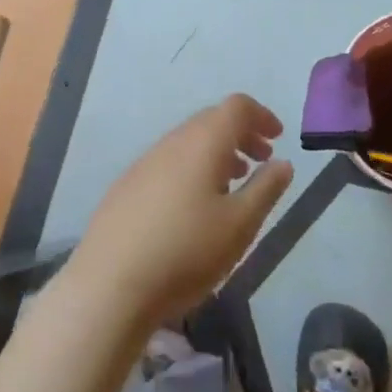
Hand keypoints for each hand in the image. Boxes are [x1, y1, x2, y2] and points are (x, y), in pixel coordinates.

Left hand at [68, 94, 293, 327]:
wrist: (109, 285)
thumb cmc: (185, 251)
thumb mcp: (239, 225)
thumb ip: (265, 189)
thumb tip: (282, 162)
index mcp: (203, 142)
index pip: (236, 106)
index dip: (261, 115)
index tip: (278, 138)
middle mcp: (172, 142)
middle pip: (211, 121)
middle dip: (241, 134)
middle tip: (261, 160)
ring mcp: (144, 163)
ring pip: (188, 143)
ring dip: (217, 153)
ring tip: (233, 184)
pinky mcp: (126, 187)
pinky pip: (169, 163)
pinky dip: (192, 169)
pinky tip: (193, 207)